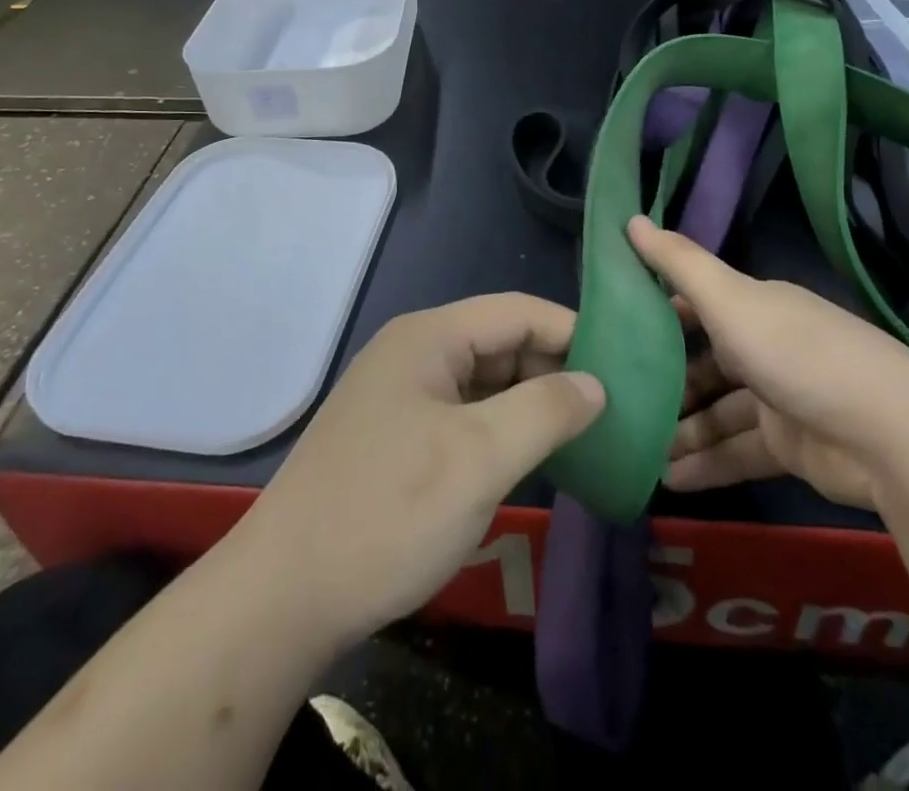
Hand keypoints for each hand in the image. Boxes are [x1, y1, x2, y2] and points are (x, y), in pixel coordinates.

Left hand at [230, 293, 603, 646]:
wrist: (284, 596)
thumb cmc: (388, 513)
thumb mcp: (479, 459)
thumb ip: (545, 411)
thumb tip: (595, 384)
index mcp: (429, 337)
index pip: (517, 311)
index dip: (573, 332)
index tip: (624, 367)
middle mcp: (414, 354)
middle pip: (501, 343)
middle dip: (555, 371)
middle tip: (613, 409)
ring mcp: (402, 396)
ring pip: (484, 383)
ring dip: (531, 404)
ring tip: (587, 434)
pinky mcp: (397, 437)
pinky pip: (464, 416)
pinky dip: (502, 431)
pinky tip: (534, 459)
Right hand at [628, 216, 908, 508]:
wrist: (888, 435)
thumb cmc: (795, 353)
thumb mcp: (729, 300)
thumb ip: (678, 263)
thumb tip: (629, 219)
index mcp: (755, 306)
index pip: (698, 304)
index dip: (660, 315)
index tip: (618, 331)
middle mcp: (766, 346)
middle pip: (705, 362)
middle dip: (666, 382)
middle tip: (620, 400)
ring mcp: (780, 398)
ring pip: (718, 412)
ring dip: (681, 429)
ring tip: (636, 448)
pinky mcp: (791, 447)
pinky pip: (737, 452)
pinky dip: (706, 464)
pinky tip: (669, 479)